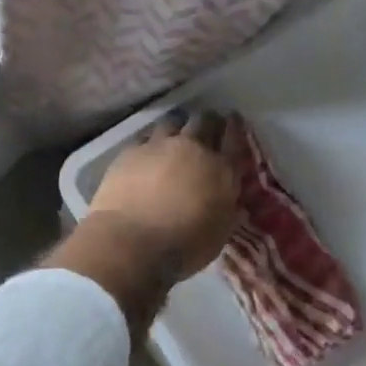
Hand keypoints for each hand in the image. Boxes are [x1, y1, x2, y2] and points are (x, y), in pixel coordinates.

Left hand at [45, 110, 238, 333]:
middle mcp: (192, 148)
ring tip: (176, 133)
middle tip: (207, 126)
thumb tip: (225, 194)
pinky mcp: (130, 151)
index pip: (234, 139)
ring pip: (172, 122)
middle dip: (207, 121)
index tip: (233, 120)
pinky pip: (145, 137)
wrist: (131, 240)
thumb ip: (225, 205)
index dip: (234, 127)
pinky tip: (148, 150)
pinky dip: (151, 141)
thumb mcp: (219, 231)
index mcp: (221, 169)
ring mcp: (159, 146)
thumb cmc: (183, 245)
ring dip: (178, 126)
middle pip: (203, 121)